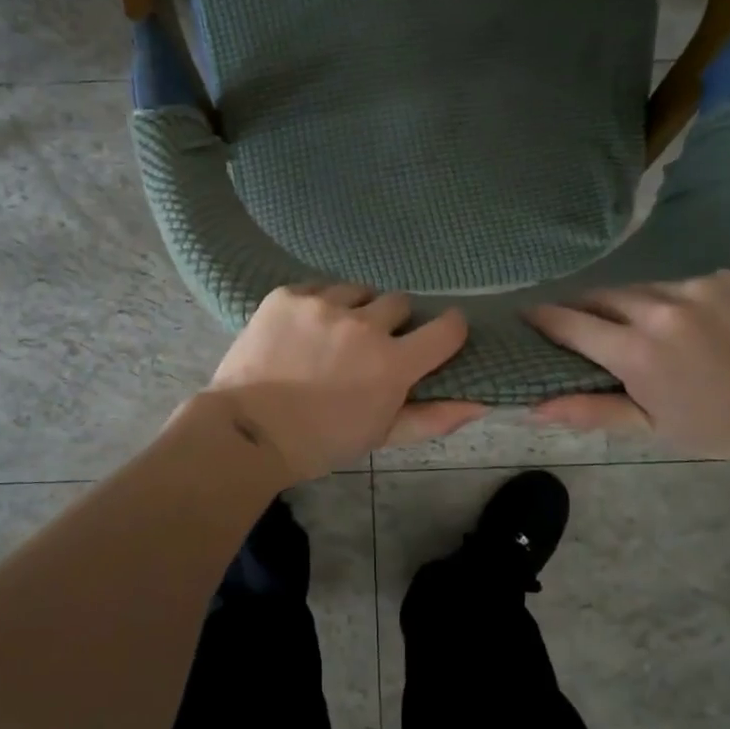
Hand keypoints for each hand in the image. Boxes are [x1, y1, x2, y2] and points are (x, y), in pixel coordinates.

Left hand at [207, 285, 485, 481]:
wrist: (249, 430)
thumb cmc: (321, 441)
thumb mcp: (381, 435)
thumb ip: (434, 418)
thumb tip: (480, 403)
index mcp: (392, 363)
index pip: (447, 328)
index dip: (449, 328)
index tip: (440, 333)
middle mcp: (363, 325)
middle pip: (399, 303)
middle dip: (392, 323)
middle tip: (370, 345)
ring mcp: (322, 304)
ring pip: (357, 291)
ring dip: (354, 308)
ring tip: (333, 333)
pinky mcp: (288, 295)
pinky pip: (318, 287)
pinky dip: (317, 305)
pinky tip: (303, 329)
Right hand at [524, 270, 729, 462]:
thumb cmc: (718, 426)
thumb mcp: (650, 427)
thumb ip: (589, 410)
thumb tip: (532, 408)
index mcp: (636, 350)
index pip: (570, 323)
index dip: (544, 319)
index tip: (527, 316)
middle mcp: (659, 307)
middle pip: (600, 297)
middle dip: (584, 310)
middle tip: (582, 328)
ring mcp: (694, 286)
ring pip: (639, 288)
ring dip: (629, 305)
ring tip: (642, 329)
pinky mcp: (723, 276)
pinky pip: (678, 284)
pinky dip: (670, 301)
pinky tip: (690, 325)